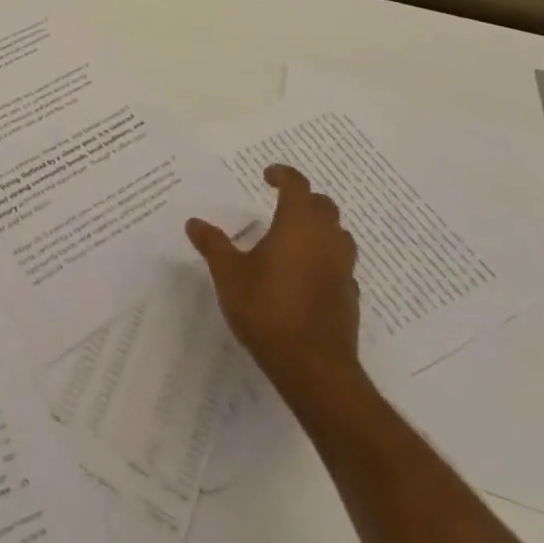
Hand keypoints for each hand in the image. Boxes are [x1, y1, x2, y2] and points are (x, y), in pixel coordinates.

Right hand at [187, 164, 361, 405]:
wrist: (313, 368)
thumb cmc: (267, 310)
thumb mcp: (229, 274)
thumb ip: (213, 244)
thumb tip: (193, 222)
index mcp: (298, 225)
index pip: (297, 185)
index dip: (283, 175)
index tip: (267, 176)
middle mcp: (326, 239)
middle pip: (324, 205)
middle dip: (304, 199)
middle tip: (281, 203)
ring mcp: (343, 268)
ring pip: (339, 233)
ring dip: (321, 227)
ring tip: (296, 236)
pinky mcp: (350, 296)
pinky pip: (341, 264)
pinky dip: (327, 259)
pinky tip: (308, 274)